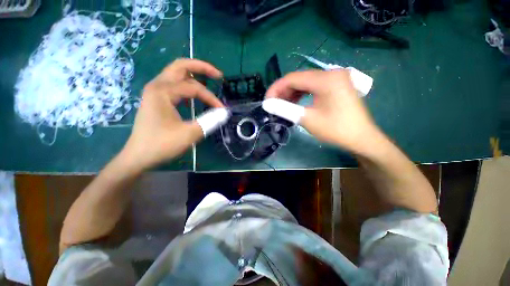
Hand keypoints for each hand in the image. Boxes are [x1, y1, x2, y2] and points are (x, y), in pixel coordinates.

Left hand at [120, 59, 222, 170]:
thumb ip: (209, 121)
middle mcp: (157, 86)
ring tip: (209, 82)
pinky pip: (174, 86)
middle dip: (201, 67)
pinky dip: (187, 87)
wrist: (139, 156)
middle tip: (218, 75)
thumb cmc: (162, 145)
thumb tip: (225, 113)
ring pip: (177, 75)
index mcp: (162, 91)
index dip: (211, 97)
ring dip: (194, 76)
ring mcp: (155, 92)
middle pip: (181, 67)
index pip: (194, 88)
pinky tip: (193, 98)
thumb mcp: (189, 133)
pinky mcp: (157, 100)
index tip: (222, 110)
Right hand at [266, 69, 380, 153]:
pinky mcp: (337, 85)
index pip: (293, 78)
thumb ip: (285, 109)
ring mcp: (336, 78)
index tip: (267, 101)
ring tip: (283, 105)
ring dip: (292, 93)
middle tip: (274, 104)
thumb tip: (267, 104)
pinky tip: (296, 102)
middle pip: (299, 78)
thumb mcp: (307, 119)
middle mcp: (331, 73)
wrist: (361, 138)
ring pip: (306, 82)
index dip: (276, 88)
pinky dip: (303, 93)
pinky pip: (314, 86)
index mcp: (326, 79)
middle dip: (284, 91)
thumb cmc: (336, 130)